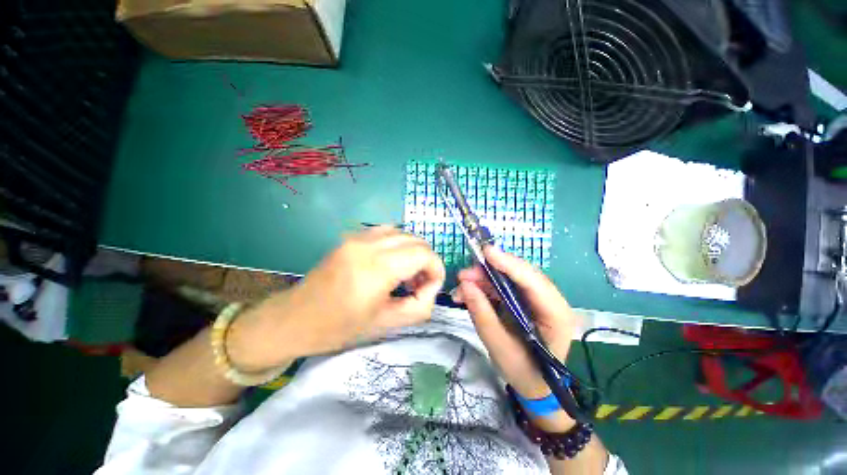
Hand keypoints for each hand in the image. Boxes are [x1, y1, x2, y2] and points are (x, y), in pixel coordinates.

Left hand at [227, 226, 445, 371]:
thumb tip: (431, 288)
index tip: (431, 287)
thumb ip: (420, 306)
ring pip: (403, 233)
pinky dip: (397, 244)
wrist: (295, 319)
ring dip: (413, 251)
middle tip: (419, 283)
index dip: (436, 269)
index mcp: (377, 268)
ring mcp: (358, 236)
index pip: (424, 254)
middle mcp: (369, 244)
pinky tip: (391, 262)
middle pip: (416, 240)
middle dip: (427, 261)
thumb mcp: (387, 324)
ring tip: (406, 273)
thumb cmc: (340, 327)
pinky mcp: (351, 236)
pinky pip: (386, 231)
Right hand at [454, 247, 576, 399]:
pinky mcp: (525, 301)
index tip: (486, 252)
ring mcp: (538, 300)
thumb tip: (465, 285)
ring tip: (461, 286)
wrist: (535, 387)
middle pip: (520, 276)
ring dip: (484, 280)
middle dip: (490, 272)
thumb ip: (482, 314)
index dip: (509, 264)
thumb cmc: (524, 373)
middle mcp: (551, 301)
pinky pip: (504, 288)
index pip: (533, 282)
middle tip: (464, 275)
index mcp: (556, 315)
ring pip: (509, 279)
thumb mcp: (499, 347)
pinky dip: (485, 288)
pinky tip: (468, 294)